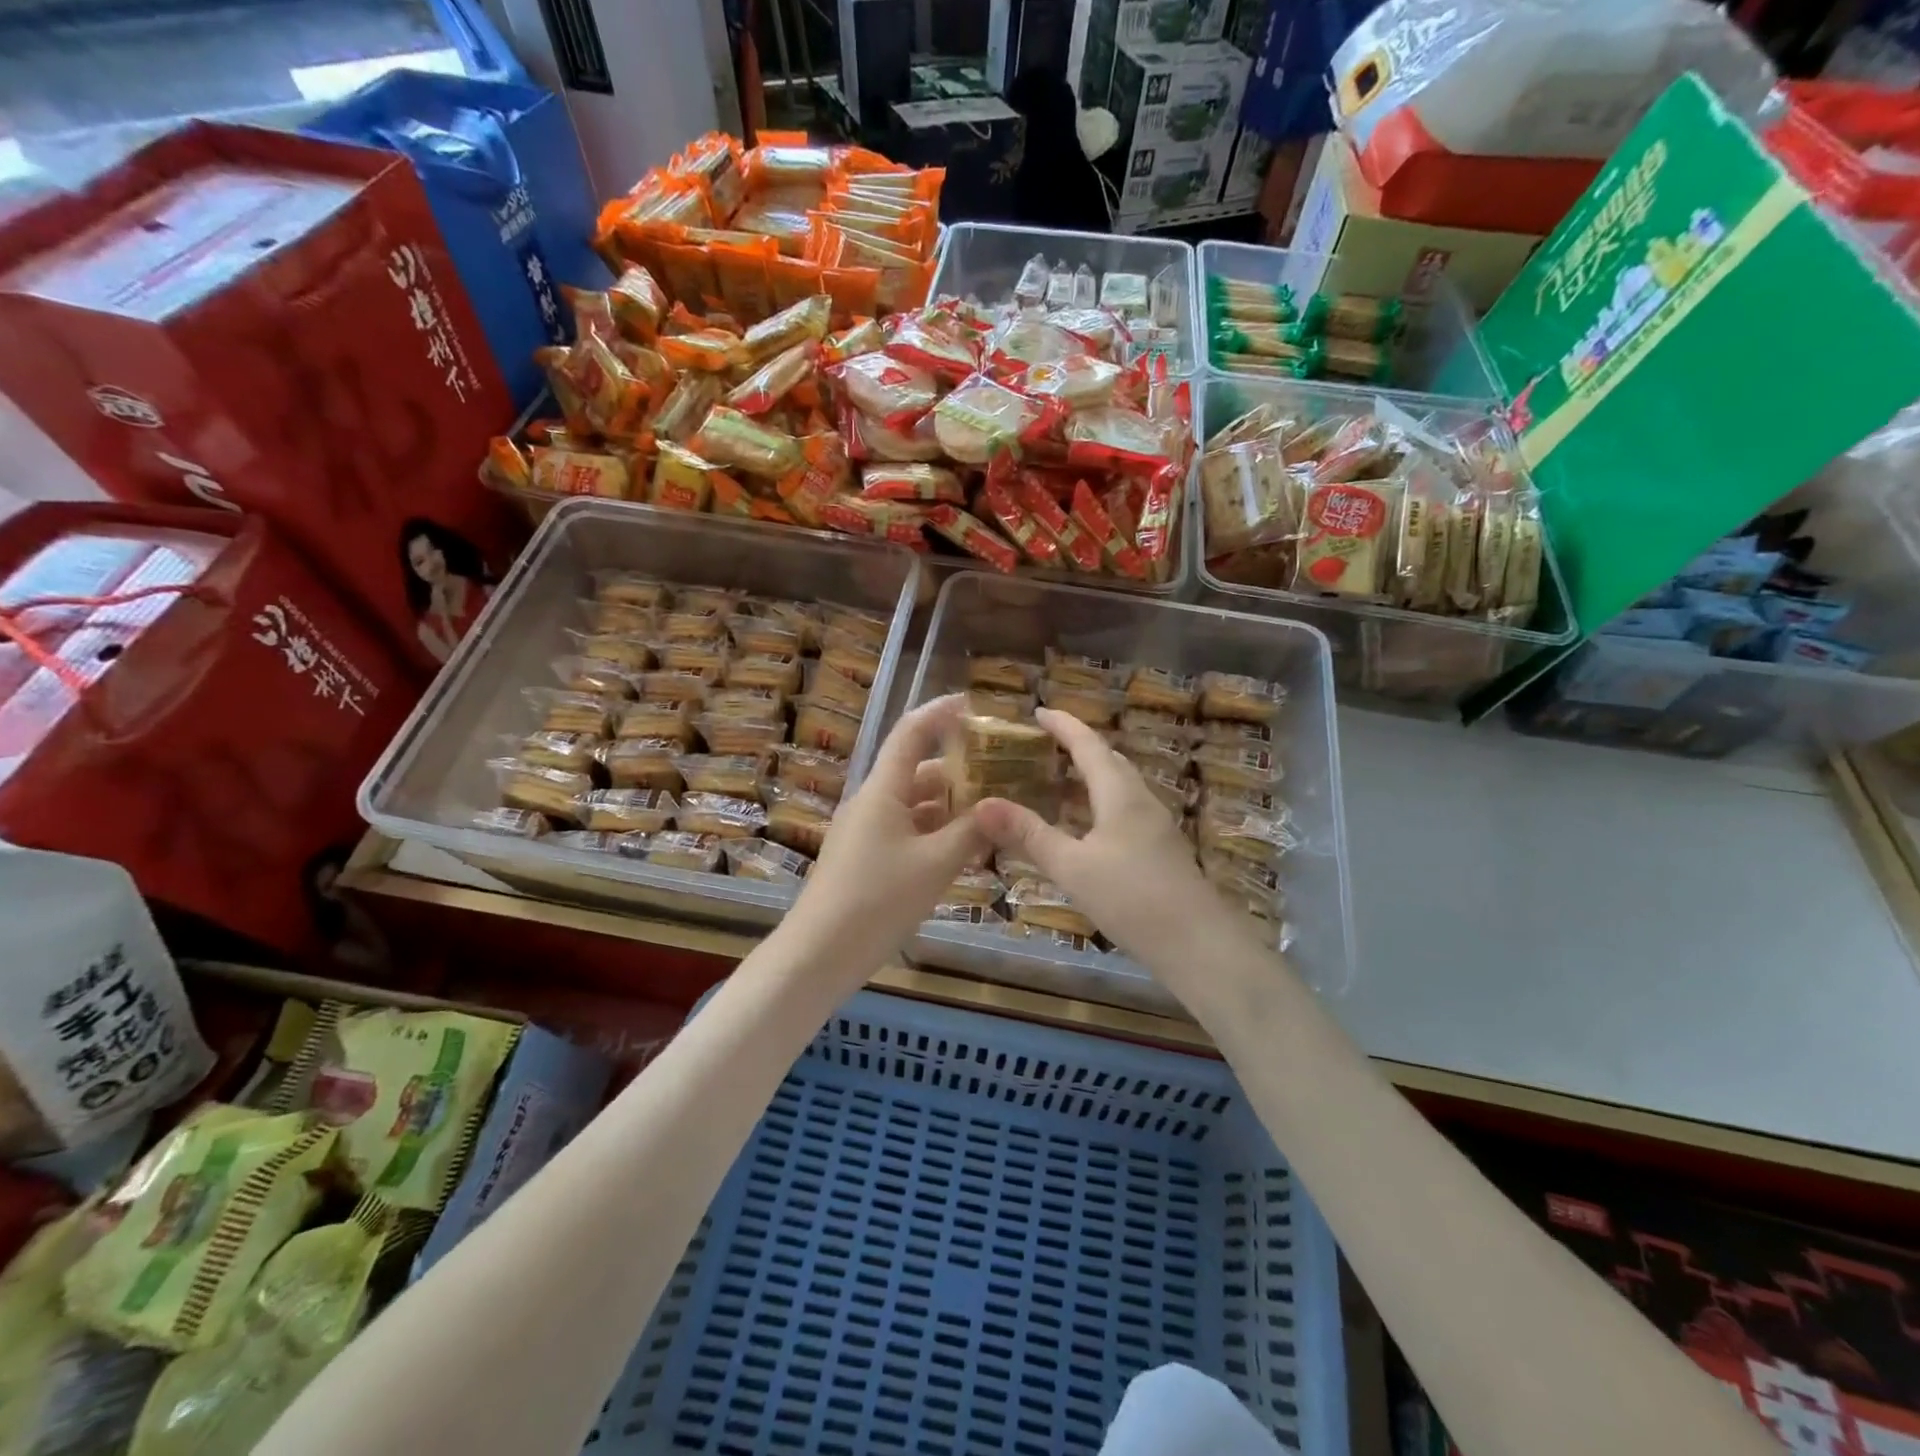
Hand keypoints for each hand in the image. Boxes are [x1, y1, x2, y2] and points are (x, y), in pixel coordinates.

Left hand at [783, 695, 985, 976]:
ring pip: (914, 806)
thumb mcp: (935, 865)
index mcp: (883, 790)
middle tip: (1000, 776)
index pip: (911, 732)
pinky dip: (934, 834)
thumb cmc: (878, 900)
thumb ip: (972, 832)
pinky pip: (906, 832)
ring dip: (949, 808)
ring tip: (991, 818)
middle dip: (958, 772)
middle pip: (918, 772)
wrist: (819, 954)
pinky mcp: (864, 859)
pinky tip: (961, 852)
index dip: (940, 712)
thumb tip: (1002, 808)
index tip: (971, 703)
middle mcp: (872, 802)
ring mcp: (865, 831)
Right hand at [974, 707, 1236, 970]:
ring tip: (1055, 782)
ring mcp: (1154, 825)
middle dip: (1076, 747)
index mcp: (1120, 793)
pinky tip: (1083, 828)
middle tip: (1041, 746)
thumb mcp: (1072, 867)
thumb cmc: (1132, 898)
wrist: (1198, 944)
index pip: (1088, 745)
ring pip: (1118, 787)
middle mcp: (1140, 800)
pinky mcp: (1159, 850)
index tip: (1037, 711)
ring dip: (1088, 777)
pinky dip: (1097, 805)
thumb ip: (1029, 835)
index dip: (1063, 725)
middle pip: (1108, 760)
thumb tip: (982, 805)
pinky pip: (1123, 811)